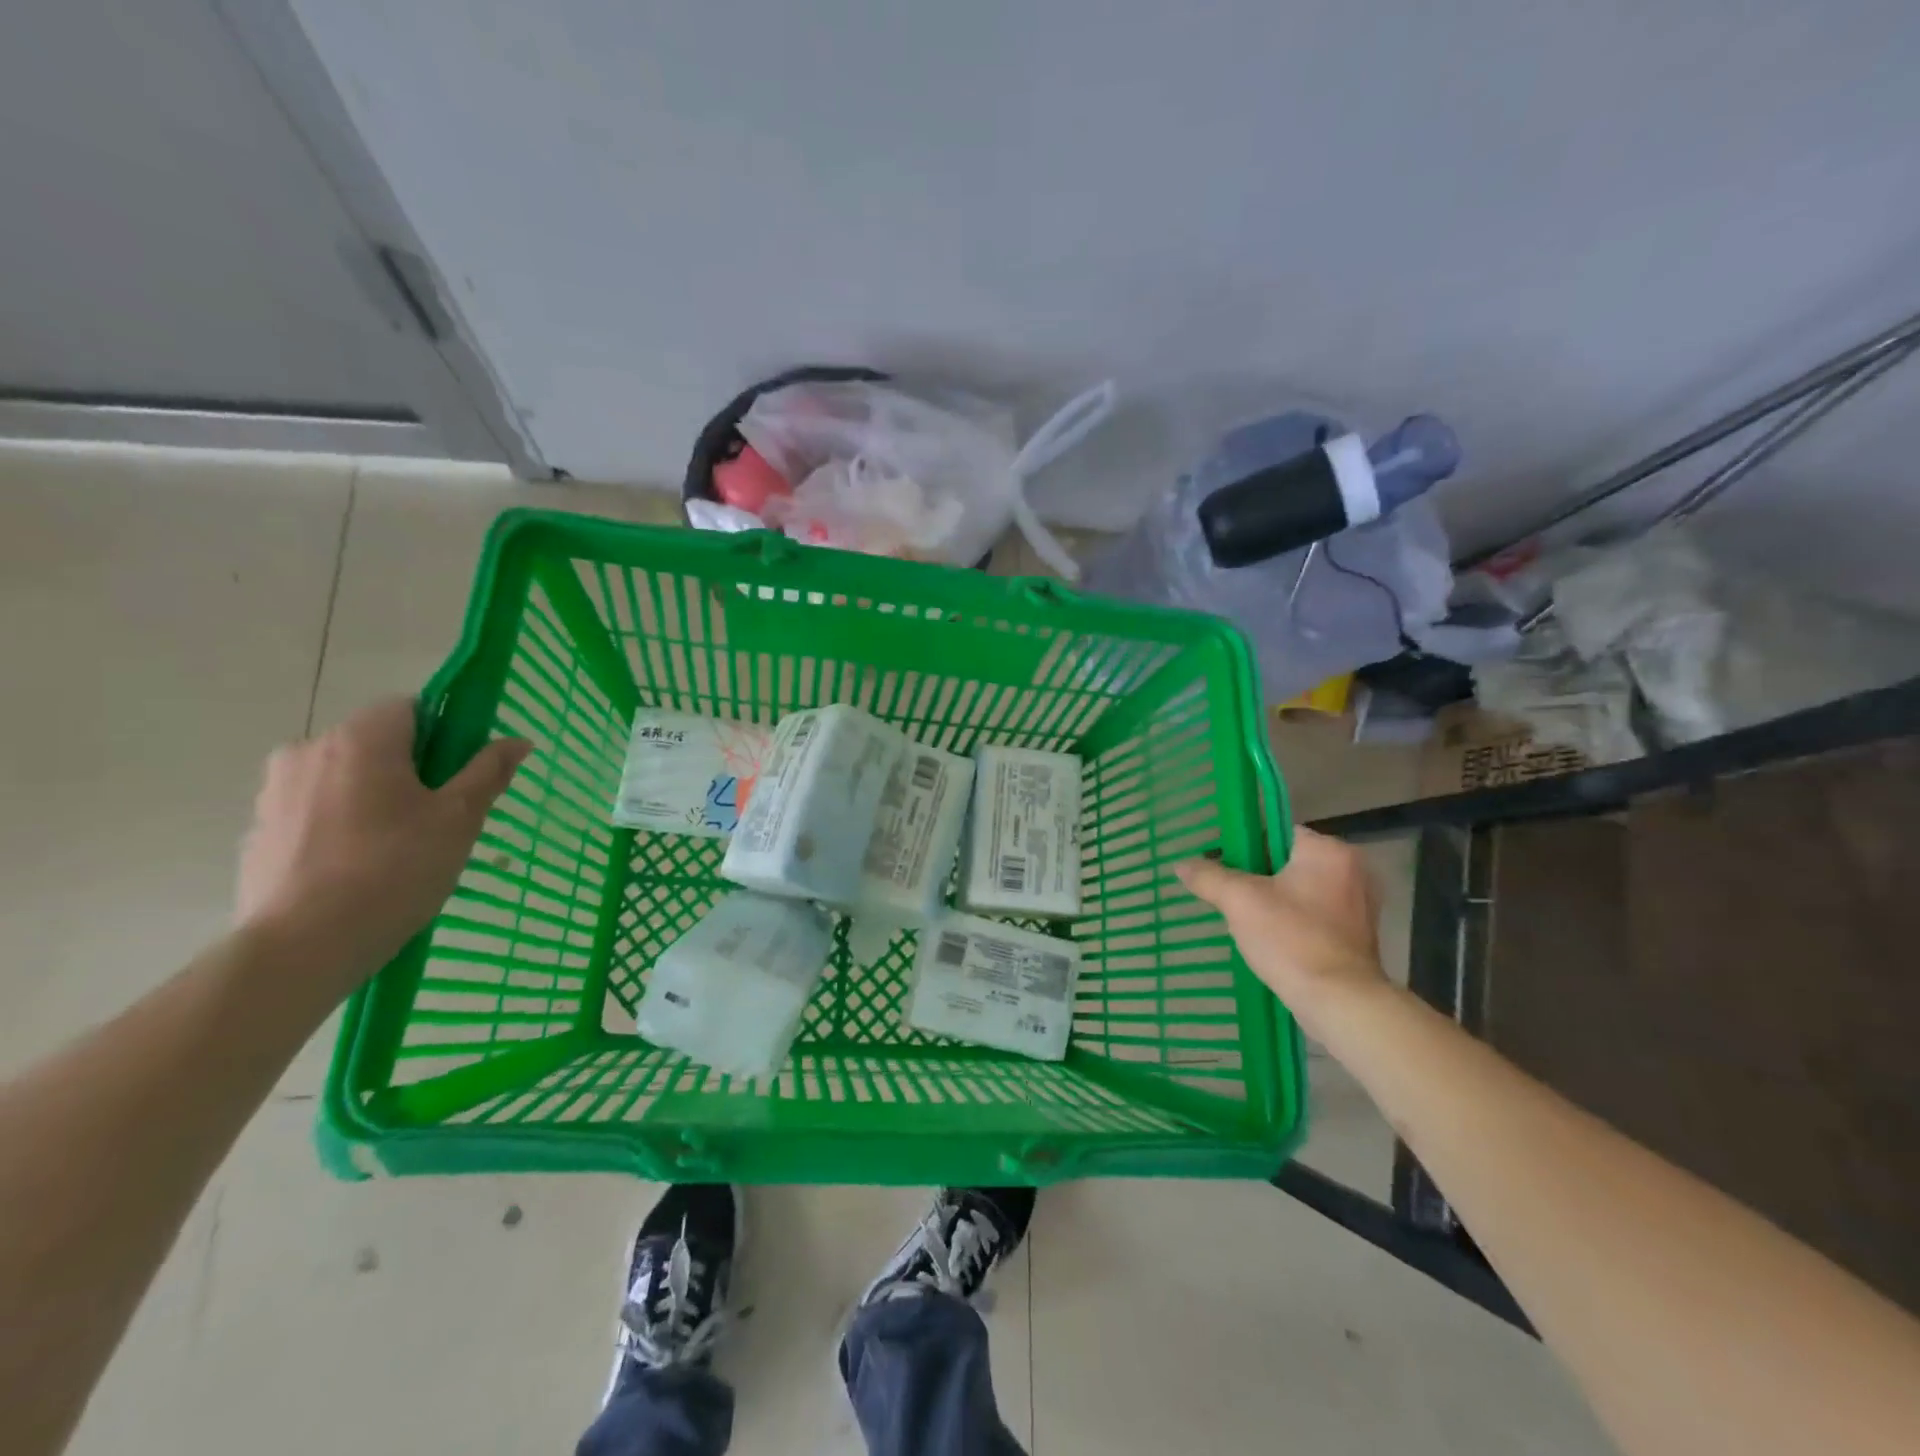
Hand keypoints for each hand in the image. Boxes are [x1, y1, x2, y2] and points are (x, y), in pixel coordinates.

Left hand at [235, 698, 529, 989]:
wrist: (302, 947)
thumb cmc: (394, 870)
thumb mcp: (460, 819)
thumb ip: (488, 772)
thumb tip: (518, 741)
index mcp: (361, 739)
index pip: (411, 708)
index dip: (445, 734)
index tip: (461, 776)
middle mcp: (308, 750)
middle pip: (376, 743)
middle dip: (411, 771)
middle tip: (440, 819)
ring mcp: (274, 791)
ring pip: (345, 778)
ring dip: (375, 798)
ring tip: (399, 850)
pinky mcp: (258, 831)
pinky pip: (315, 812)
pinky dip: (342, 827)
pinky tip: (359, 870)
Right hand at [1177, 828, 1388, 1033]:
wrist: (1339, 1002)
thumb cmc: (1292, 939)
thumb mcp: (1240, 902)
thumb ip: (1209, 877)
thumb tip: (1181, 864)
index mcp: (1328, 851)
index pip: (1278, 832)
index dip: (1246, 845)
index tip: (1222, 863)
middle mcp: (1352, 870)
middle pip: (1288, 861)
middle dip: (1257, 876)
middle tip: (1228, 892)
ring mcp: (1360, 904)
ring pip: (1301, 889)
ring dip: (1273, 899)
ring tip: (1243, 917)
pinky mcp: (1357, 934)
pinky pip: (1314, 914)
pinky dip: (1292, 920)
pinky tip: (1269, 938)